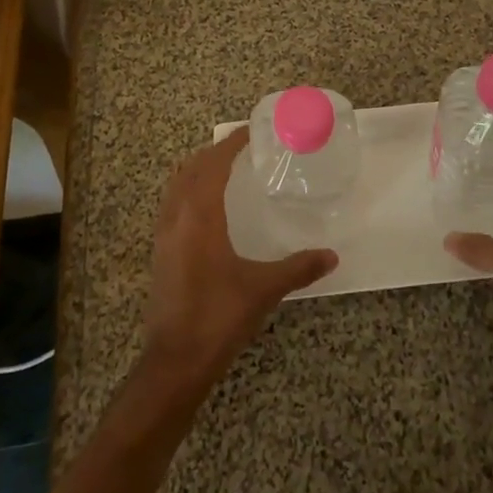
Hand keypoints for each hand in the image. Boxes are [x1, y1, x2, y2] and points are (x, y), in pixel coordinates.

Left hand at [141, 127, 337, 397]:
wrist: (175, 361)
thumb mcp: (263, 289)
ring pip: (177, 185)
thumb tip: (332, 255)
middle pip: (191, 168)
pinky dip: (188, 190)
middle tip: (242, 147)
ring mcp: (163, 234)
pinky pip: (172, 204)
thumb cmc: (219, 317)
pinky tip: (207, 207)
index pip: (213, 164)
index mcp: (200, 216)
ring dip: (198, 170)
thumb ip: (299, 268)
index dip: (230, 144)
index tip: (251, 131)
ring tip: (225, 169)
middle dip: (214, 152)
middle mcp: (176, 217)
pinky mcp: (159, 252)